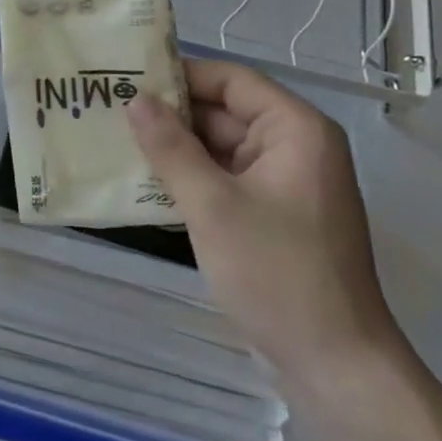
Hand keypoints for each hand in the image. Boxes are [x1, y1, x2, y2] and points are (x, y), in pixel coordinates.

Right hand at [127, 60, 399, 387]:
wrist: (334, 366)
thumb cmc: (277, 273)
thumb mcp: (212, 205)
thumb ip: (170, 148)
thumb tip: (134, 100)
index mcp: (295, 131)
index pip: (231, 80)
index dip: (180, 74)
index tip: (126, 75)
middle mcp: (293, 148)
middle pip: (224, 112)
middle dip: (170, 113)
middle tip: (108, 108)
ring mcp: (283, 185)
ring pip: (219, 149)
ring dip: (174, 148)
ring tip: (114, 140)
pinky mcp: (271, 216)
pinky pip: (224, 180)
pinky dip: (188, 179)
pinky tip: (142, 183)